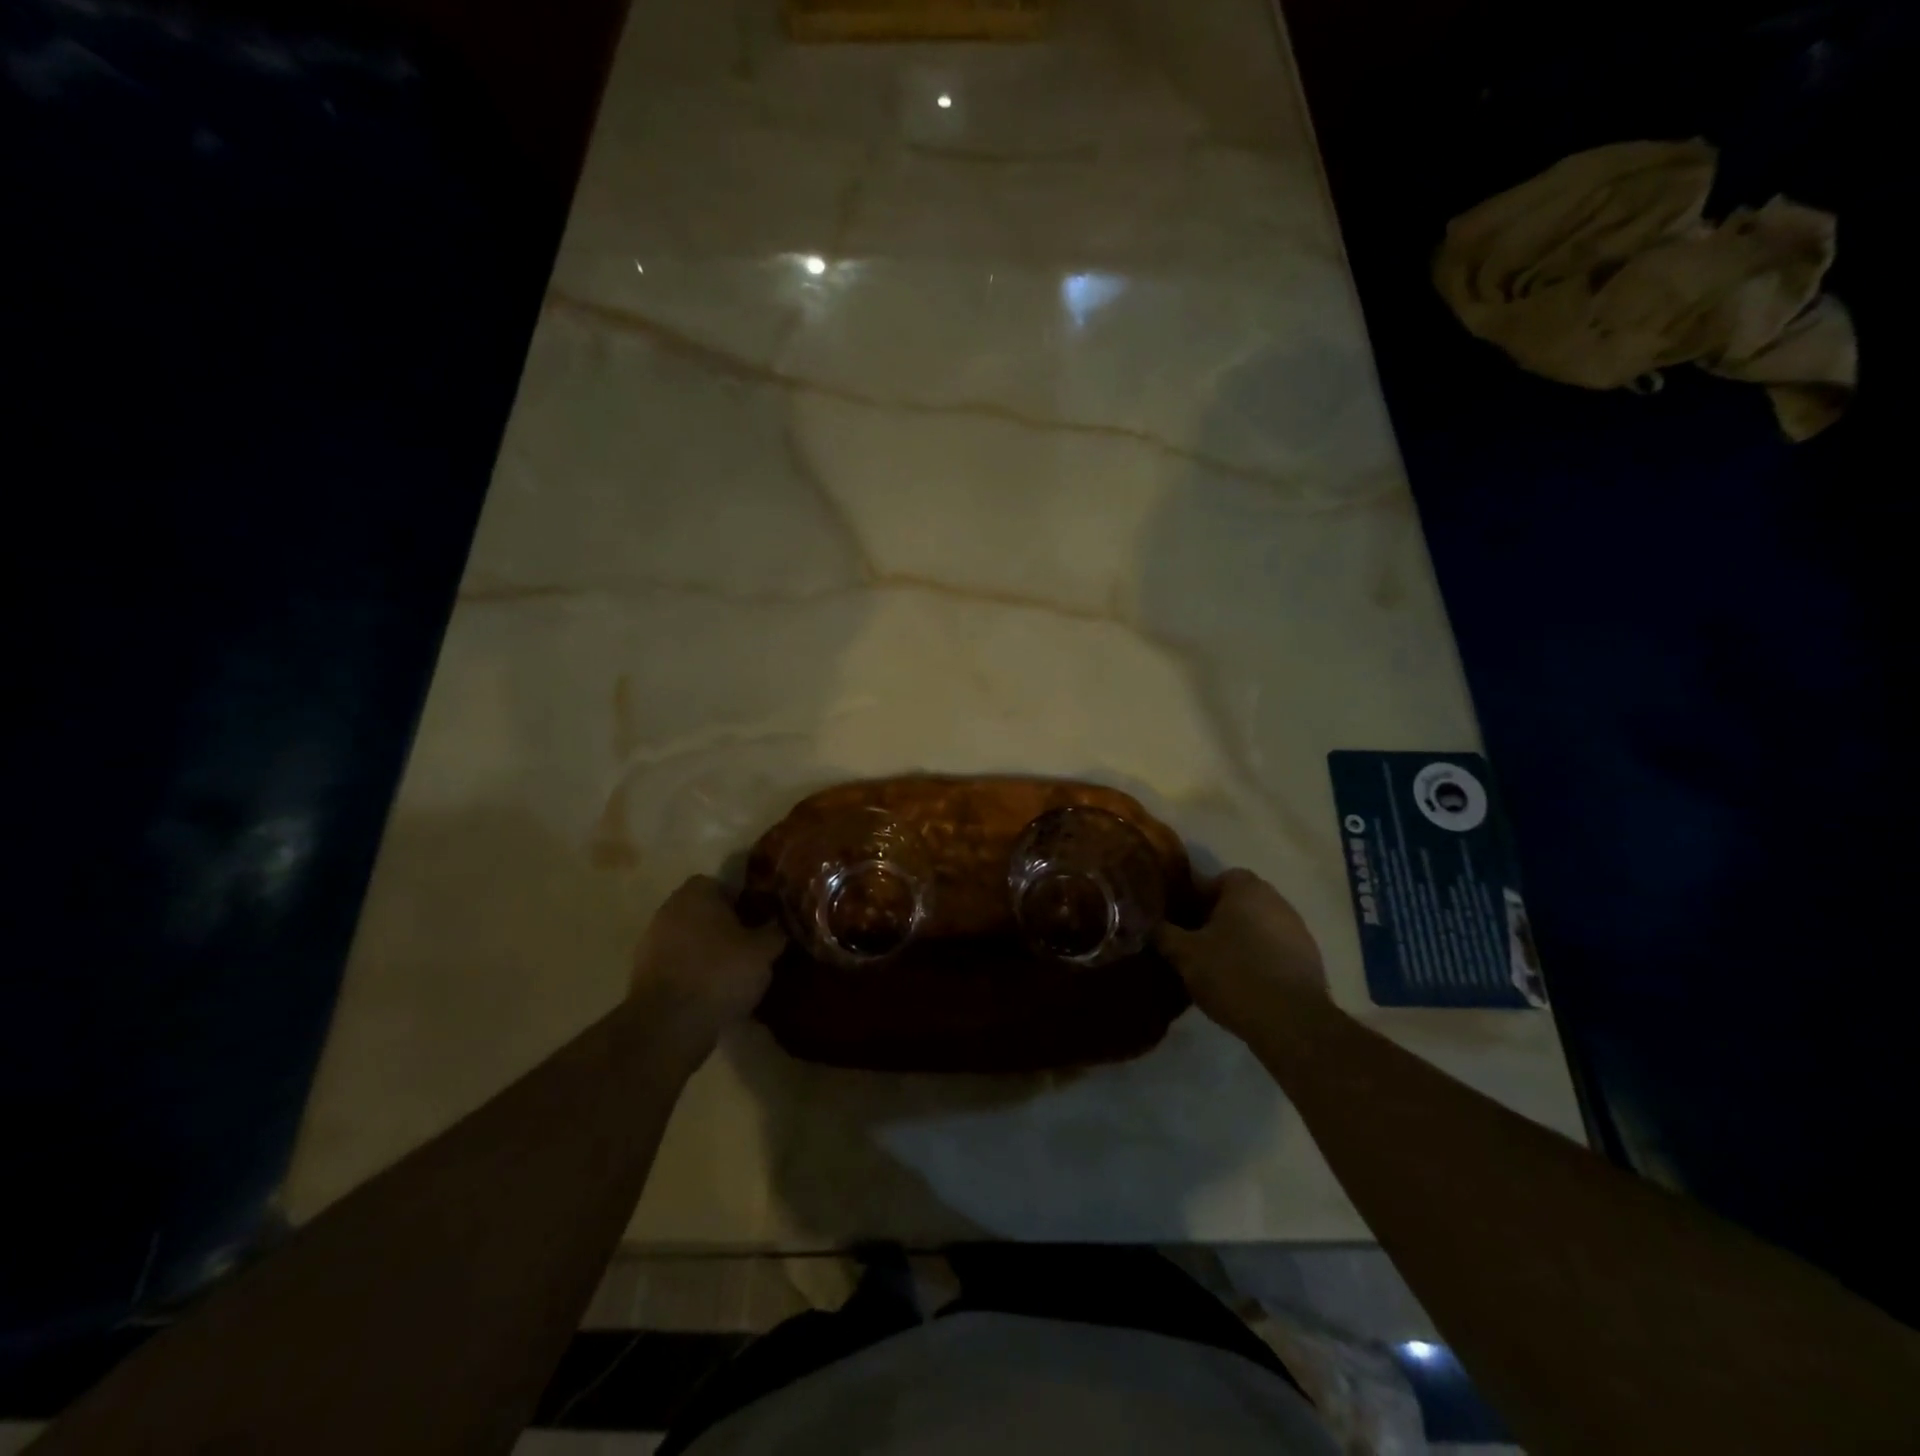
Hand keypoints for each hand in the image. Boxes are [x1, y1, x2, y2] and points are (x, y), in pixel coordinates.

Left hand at [630, 876, 784, 1040]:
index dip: (743, 902)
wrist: (669, 1024)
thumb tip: (777, 926)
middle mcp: (669, 910)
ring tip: (734, 974)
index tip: (759, 921)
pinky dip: (693, 974)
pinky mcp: (643, 976)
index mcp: (696, 893)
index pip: (723, 885)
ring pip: (690, 940)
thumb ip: (774, 932)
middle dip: (725, 927)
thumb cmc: (720, 973)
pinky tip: (713, 993)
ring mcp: (651, 943)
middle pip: (704, 912)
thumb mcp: (763, 951)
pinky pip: (678, 966)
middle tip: (750, 947)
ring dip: (708, 952)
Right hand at [1154, 869, 1327, 1040]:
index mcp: (1246, 888)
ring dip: (1239, 940)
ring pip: (1257, 926)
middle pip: (1237, 902)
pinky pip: (1274, 950)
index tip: (1180, 922)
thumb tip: (1147, 923)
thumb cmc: (1232, 974)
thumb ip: (1163, 933)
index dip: (1194, 898)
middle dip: (1215, 919)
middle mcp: (1276, 900)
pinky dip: (1259, 959)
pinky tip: (1244, 984)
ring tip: (1217, 968)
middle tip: (1194, 944)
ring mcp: (1298, 930)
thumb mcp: (1184, 954)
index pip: (1215, 879)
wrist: (1291, 1022)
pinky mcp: (1310, 960)